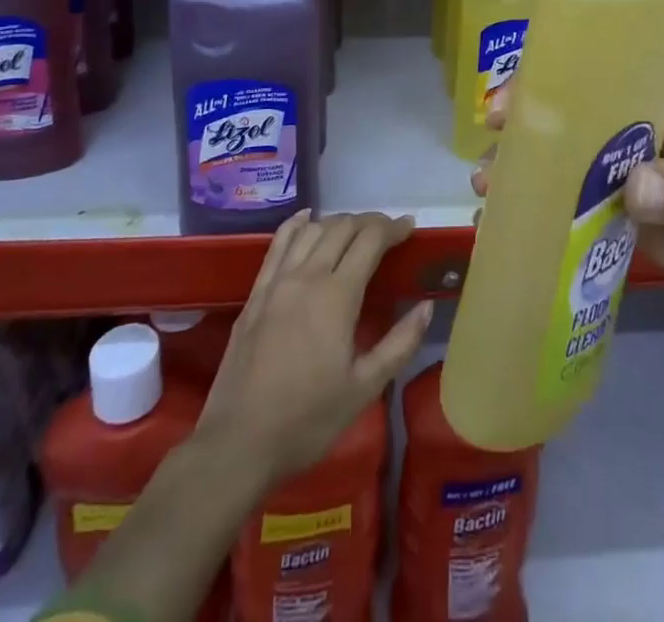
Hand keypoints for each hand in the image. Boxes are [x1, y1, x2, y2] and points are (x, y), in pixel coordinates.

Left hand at [197, 211, 431, 488]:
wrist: (237, 444)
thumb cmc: (307, 420)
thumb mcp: (364, 389)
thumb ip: (400, 344)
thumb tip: (426, 306)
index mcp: (337, 296)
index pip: (370, 241)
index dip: (392, 228)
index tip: (409, 227)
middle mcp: (307, 276)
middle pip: (342, 227)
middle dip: (369, 222)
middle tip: (388, 231)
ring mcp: (277, 282)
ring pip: (312, 230)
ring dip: (338, 222)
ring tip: (355, 230)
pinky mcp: (255, 293)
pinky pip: (278, 244)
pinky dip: (297, 224)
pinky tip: (307, 219)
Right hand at [482, 75, 663, 397]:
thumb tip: (633, 187)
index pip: (608, 70)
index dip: (561, 72)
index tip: (521, 90)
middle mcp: (637, 126)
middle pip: (575, 111)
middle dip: (531, 118)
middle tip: (491, 131)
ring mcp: (624, 170)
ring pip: (566, 156)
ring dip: (527, 164)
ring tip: (487, 178)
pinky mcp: (618, 212)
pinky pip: (572, 203)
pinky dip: (540, 205)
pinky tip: (505, 215)